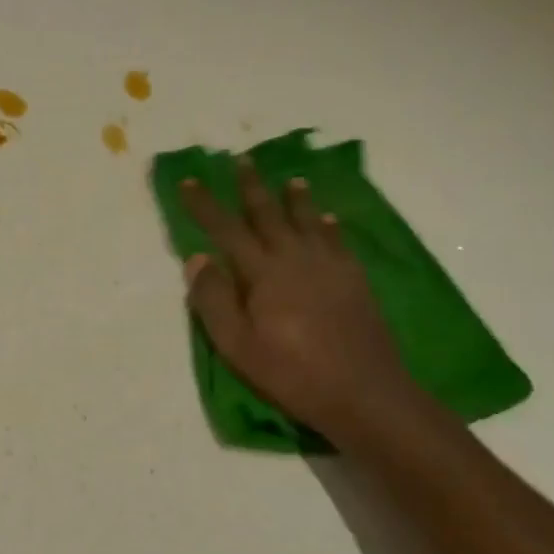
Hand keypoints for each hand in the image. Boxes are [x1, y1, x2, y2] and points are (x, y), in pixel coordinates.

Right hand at [180, 160, 427, 440]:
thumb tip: (197, 257)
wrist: (364, 393)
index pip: (226, 229)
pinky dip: (330, 226)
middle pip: (269, 214)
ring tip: (292, 180)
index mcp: (263, 272)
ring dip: (296, 199)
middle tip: (243, 160)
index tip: (189, 180)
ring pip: (308, 221)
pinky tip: (329, 219)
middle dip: (252, 187)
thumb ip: (214, 299)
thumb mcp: (237, 345)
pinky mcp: (354, 280)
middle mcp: (295, 258)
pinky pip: (338, 241)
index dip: (205, 205)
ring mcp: (329, 266)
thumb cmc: (291, 372)